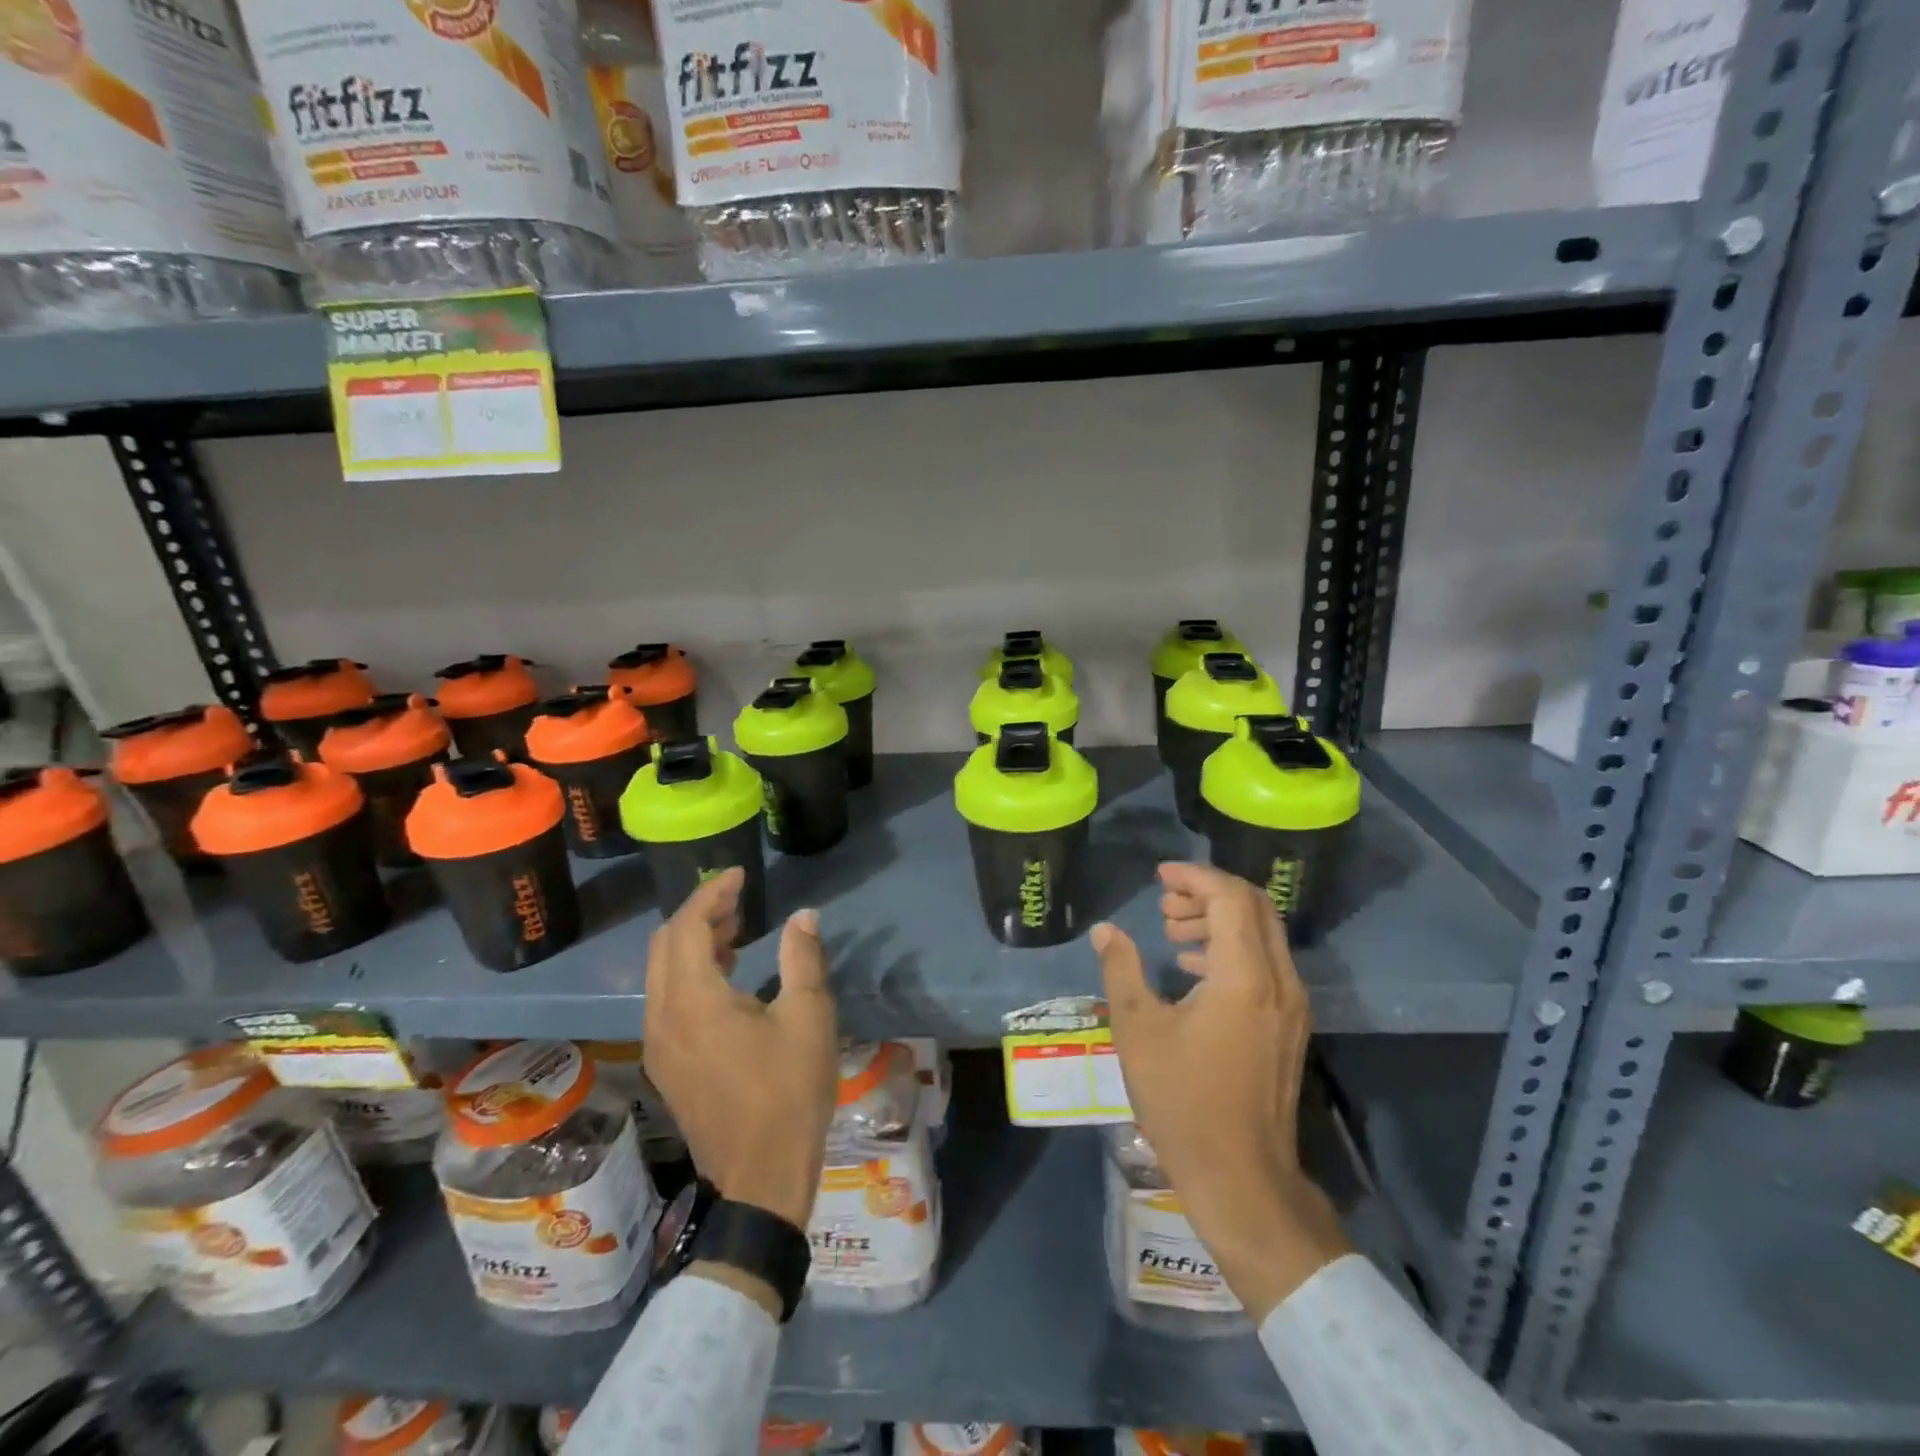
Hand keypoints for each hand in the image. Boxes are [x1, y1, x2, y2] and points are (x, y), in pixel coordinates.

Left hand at [642, 869, 837, 1229]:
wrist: (762, 1177)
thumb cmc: (790, 1092)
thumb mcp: (809, 1018)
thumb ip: (802, 958)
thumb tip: (804, 915)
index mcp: (694, 1002)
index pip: (688, 927)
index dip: (712, 894)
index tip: (740, 875)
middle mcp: (662, 1018)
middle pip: (665, 945)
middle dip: (699, 914)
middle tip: (739, 903)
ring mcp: (658, 1045)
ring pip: (661, 974)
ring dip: (692, 944)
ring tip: (736, 933)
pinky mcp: (666, 1065)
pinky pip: (665, 1000)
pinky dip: (688, 974)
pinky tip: (726, 979)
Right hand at [1095, 862, 1350, 1321]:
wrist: (1241, 1177)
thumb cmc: (1182, 1100)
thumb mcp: (1138, 1029)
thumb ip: (1121, 969)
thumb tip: (1105, 931)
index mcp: (1245, 976)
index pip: (1231, 898)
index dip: (1194, 877)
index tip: (1160, 876)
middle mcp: (1279, 981)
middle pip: (1255, 907)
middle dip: (1208, 893)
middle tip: (1165, 902)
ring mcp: (1291, 1006)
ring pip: (1263, 934)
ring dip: (1220, 920)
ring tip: (1173, 932)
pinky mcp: (1289, 1027)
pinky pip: (1266, 963)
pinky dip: (1232, 948)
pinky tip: (1193, 968)